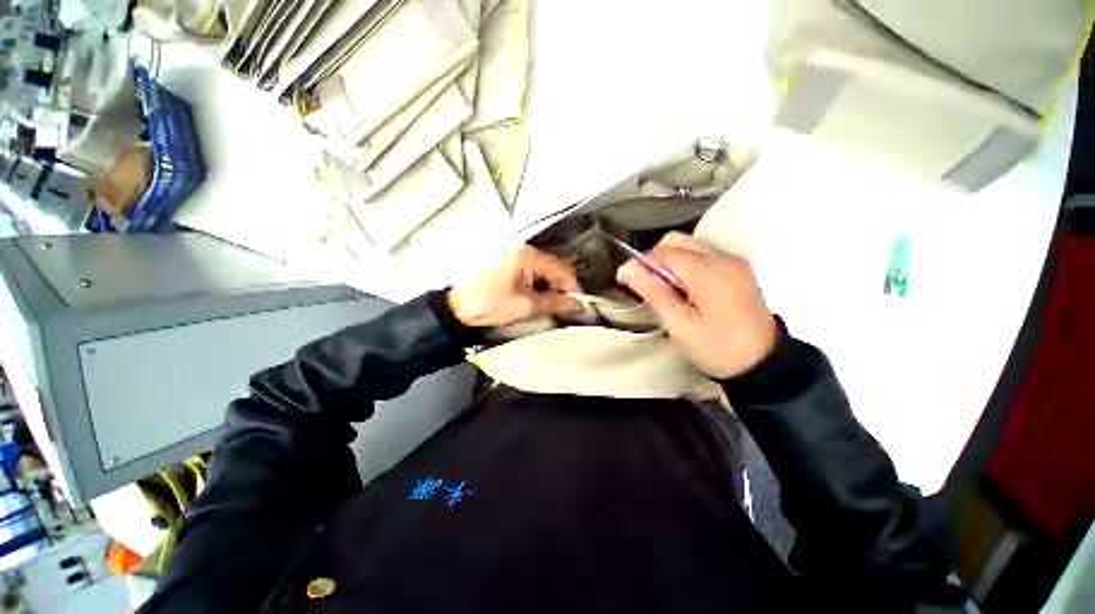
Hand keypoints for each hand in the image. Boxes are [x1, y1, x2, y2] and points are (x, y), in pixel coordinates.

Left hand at [449, 245, 584, 327]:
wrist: (456, 306)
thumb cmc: (489, 305)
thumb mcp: (525, 306)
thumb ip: (555, 303)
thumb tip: (578, 305)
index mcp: (528, 256)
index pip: (562, 270)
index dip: (573, 289)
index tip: (578, 307)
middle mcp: (524, 249)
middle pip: (556, 267)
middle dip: (562, 289)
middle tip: (564, 309)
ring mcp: (517, 253)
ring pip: (546, 270)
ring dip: (552, 287)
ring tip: (550, 306)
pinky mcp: (512, 260)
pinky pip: (535, 271)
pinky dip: (540, 285)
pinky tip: (537, 298)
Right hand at [616, 233, 776, 377]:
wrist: (763, 365)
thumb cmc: (717, 349)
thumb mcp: (679, 325)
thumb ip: (653, 292)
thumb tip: (626, 269)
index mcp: (709, 273)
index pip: (665, 252)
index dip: (641, 262)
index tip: (625, 279)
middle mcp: (724, 258)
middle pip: (678, 241)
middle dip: (655, 259)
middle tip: (647, 286)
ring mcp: (734, 261)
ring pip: (690, 245)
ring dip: (670, 262)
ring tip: (666, 290)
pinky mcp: (738, 268)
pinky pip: (703, 254)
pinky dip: (686, 265)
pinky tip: (684, 289)